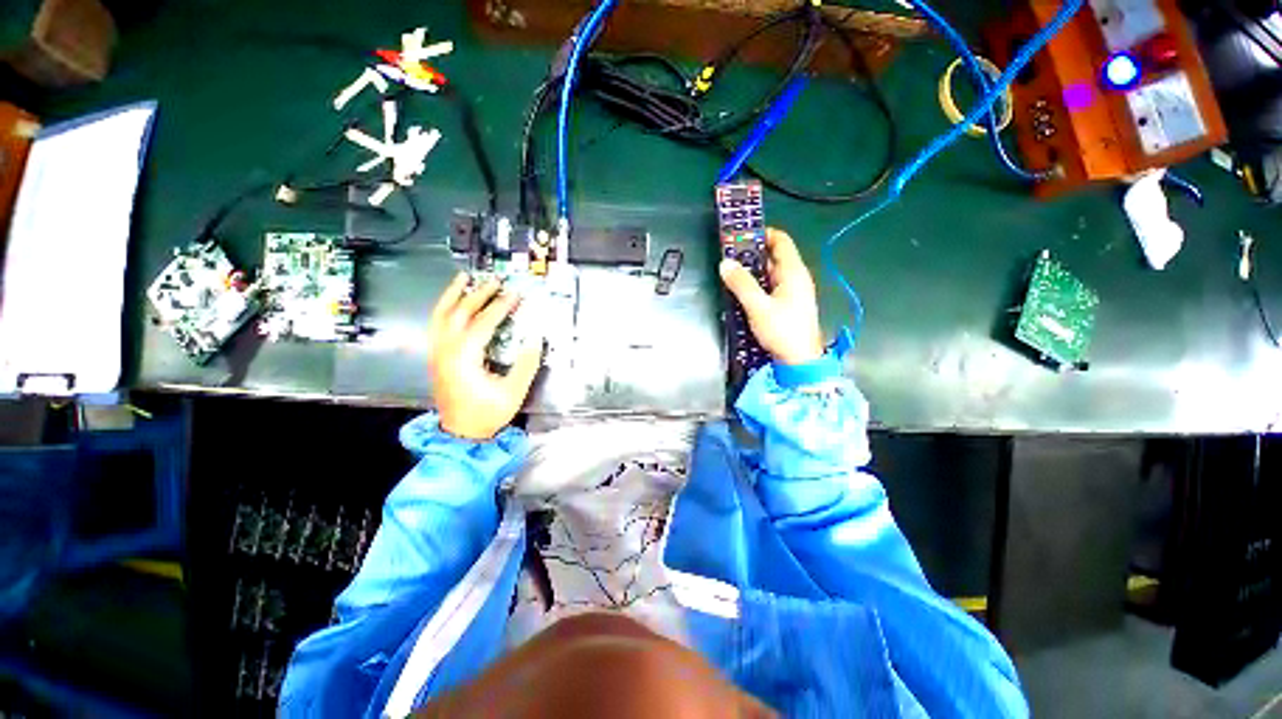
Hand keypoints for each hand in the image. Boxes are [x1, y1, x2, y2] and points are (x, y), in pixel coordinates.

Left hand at [428, 273, 541, 440]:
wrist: (461, 433)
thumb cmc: (487, 413)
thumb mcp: (513, 392)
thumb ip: (526, 364)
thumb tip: (535, 340)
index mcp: (465, 357)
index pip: (484, 322)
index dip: (500, 306)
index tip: (514, 294)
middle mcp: (446, 350)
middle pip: (460, 313)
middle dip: (478, 294)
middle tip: (494, 281)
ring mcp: (437, 353)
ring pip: (441, 315)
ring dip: (452, 295)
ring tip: (463, 278)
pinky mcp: (436, 357)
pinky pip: (436, 325)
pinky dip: (443, 309)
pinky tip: (452, 303)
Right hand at [719, 228, 824, 364]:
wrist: (800, 360)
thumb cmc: (782, 330)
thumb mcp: (758, 306)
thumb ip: (741, 284)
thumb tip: (725, 263)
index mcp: (793, 272)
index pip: (781, 241)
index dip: (763, 233)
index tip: (741, 235)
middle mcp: (796, 278)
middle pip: (774, 257)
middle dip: (752, 254)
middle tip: (730, 257)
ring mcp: (794, 292)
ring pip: (771, 274)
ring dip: (753, 272)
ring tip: (732, 273)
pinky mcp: (789, 305)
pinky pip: (772, 287)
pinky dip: (758, 285)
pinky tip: (743, 293)